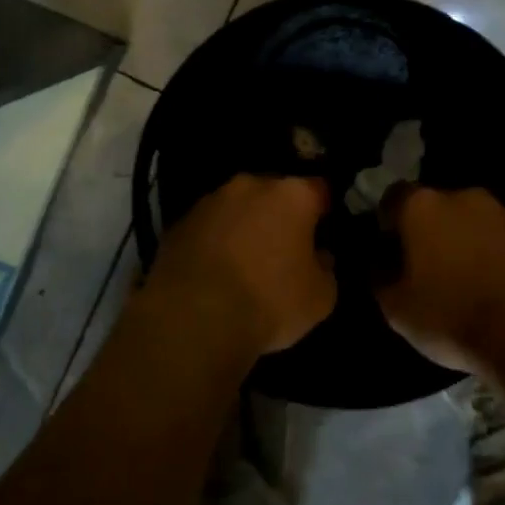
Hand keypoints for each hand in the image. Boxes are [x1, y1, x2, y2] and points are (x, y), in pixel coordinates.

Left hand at [146, 174, 335, 355]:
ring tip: (243, 262)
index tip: (322, 231)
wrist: (193, 319)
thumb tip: (319, 257)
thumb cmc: (268, 303)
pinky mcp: (179, 223)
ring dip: (244, 224)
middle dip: (280, 213)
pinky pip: (207, 227)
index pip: (318, 189)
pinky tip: (213, 272)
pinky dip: (213, 241)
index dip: (323, 210)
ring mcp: (210, 201)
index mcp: (292, 195)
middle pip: (274, 192)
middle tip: (283, 247)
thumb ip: (325, 269)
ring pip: (237, 206)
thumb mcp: (320, 298)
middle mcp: (251, 185)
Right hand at [376, 187, 504, 372]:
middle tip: (424, 266)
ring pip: (466, 219)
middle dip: (426, 230)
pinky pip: (495, 235)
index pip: (392, 198)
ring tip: (461, 277)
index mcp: (421, 205)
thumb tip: (379, 264)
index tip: (388, 252)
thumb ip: (379, 278)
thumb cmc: (451, 315)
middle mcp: (459, 195)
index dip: (386, 224)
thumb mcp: (396, 309)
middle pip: (432, 206)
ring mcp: (498, 210)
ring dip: (459, 239)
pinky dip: (488, 251)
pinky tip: (489, 283)